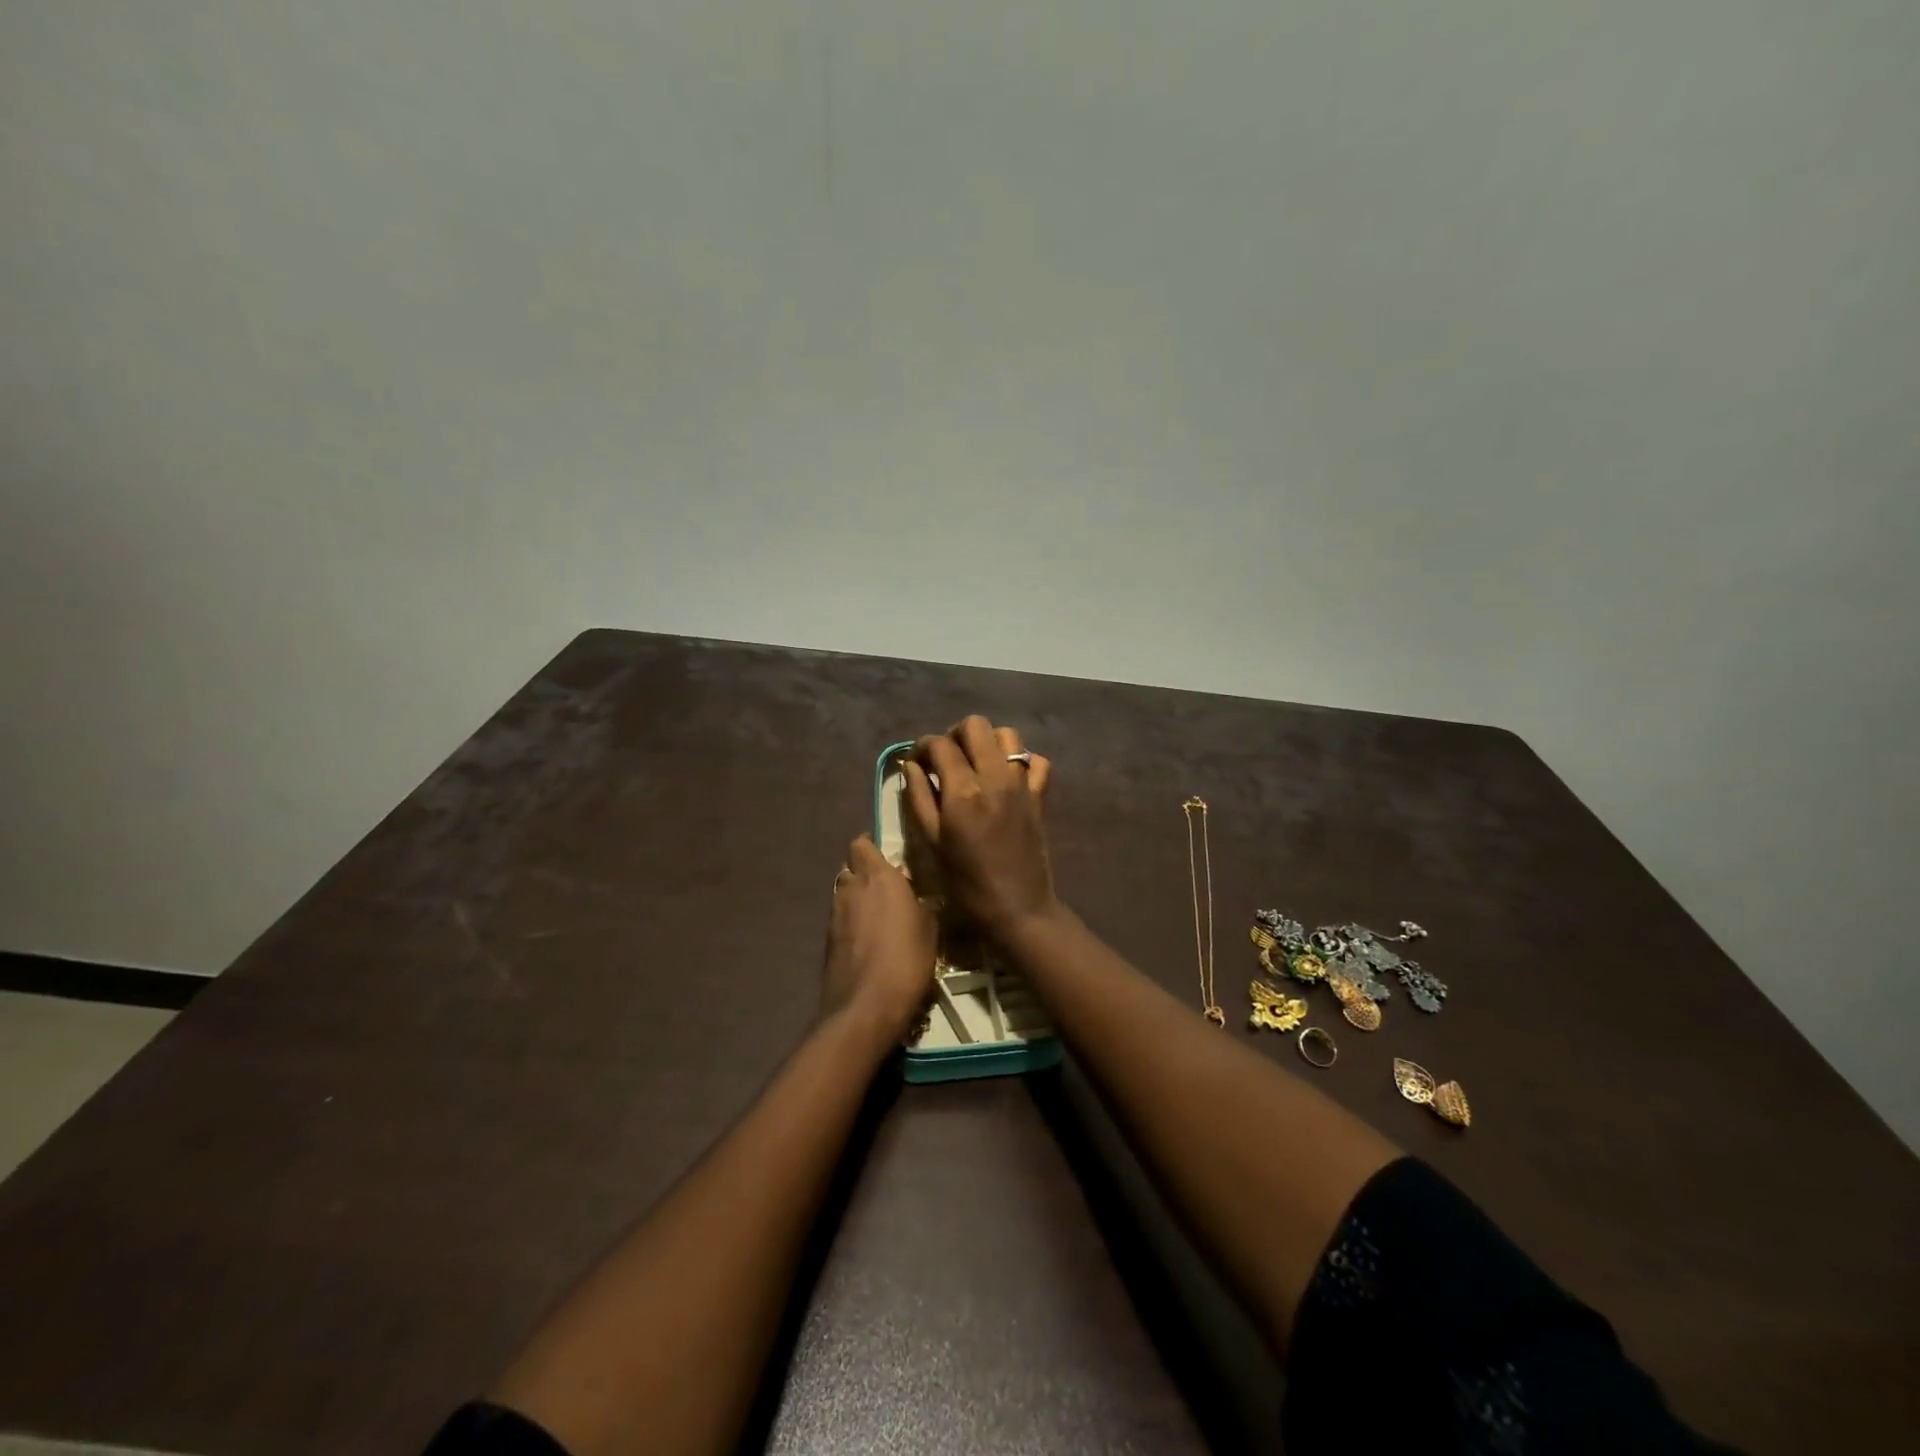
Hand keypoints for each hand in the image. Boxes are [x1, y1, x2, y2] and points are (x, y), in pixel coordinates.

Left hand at [822, 834, 936, 1042]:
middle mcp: (851, 888)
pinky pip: (841, 918)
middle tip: (889, 886)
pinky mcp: (828, 940)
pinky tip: (870, 938)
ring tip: (881, 914)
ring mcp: (835, 914)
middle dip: (865, 872)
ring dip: (858, 897)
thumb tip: (916, 896)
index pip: (862, 844)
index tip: (887, 854)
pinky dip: (852, 921)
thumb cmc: (907, 959)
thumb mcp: (930, 929)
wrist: (866, 1006)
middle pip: (851, 867)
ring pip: (844, 892)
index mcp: (878, 877)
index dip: (871, 846)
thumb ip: (921, 905)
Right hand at [903, 716, 1056, 938]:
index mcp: (963, 791)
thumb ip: (920, 798)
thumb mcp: (932, 842)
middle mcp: (995, 777)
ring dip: (987, 741)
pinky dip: (1021, 760)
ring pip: (1007, 735)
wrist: (1017, 908)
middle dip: (955, 734)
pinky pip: (1036, 761)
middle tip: (945, 757)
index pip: (940, 745)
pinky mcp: (1040, 795)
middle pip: (976, 726)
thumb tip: (912, 766)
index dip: (923, 746)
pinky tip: (1006, 776)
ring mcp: (1022, 784)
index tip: (916, 760)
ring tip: (975, 763)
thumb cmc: (966, 882)